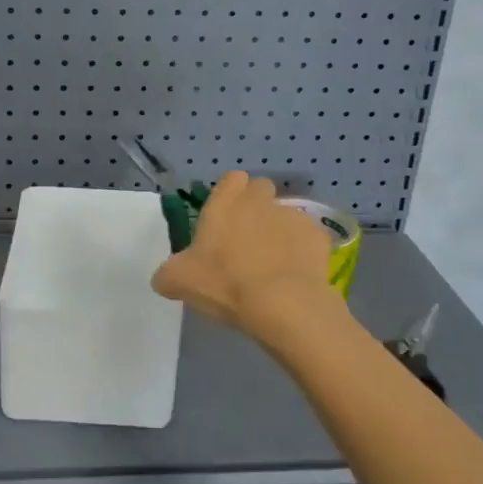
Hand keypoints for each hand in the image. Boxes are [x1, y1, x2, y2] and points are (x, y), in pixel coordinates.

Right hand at [151, 172, 339, 341]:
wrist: (283, 304)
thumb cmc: (225, 282)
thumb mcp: (180, 281)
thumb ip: (167, 274)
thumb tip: (163, 278)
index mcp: (226, 202)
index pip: (231, 179)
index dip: (230, 195)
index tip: (225, 219)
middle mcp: (260, 201)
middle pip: (261, 191)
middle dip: (256, 208)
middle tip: (247, 241)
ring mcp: (293, 217)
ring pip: (285, 215)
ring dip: (279, 232)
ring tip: (273, 266)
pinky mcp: (319, 239)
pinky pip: (308, 240)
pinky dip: (302, 253)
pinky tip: (295, 278)